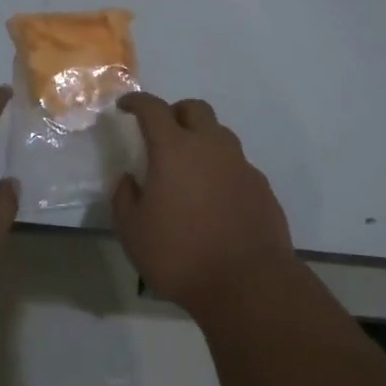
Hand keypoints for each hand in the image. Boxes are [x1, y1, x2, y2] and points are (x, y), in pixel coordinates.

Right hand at [112, 93, 296, 320]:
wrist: (249, 284)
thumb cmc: (181, 255)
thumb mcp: (133, 232)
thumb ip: (124, 198)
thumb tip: (129, 179)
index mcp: (175, 150)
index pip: (153, 109)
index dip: (137, 102)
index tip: (125, 106)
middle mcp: (211, 147)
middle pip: (194, 109)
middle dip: (174, 112)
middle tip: (161, 133)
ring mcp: (241, 165)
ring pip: (219, 134)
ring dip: (201, 139)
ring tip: (188, 167)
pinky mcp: (261, 187)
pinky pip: (236, 164)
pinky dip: (220, 168)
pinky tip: (213, 197)